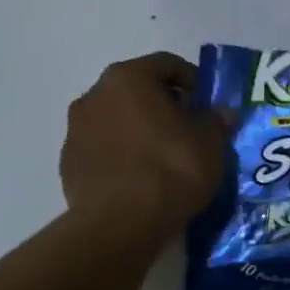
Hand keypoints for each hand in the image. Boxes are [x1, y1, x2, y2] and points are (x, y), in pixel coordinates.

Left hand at [61, 52, 231, 231]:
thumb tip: (220, 114)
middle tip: (189, 129)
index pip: (167, 64)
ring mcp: (76, 130)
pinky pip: (104, 149)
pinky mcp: (68, 164)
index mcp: (129, 78)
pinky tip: (142, 179)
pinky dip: (122, 155)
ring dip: (141, 130)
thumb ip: (217, 120)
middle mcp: (95, 95)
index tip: (208, 104)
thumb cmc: (172, 169)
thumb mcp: (212, 142)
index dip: (193, 80)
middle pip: (138, 90)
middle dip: (164, 105)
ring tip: (165, 158)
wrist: (121, 224)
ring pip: (118, 119)